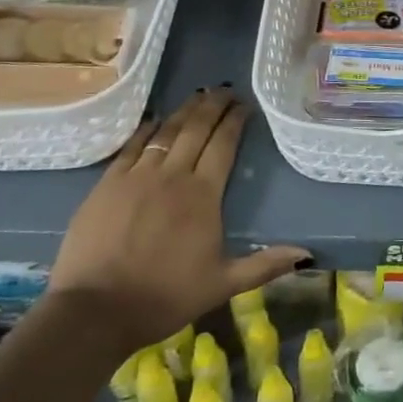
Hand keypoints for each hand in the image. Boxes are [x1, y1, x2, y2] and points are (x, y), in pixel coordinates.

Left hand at [46, 88, 309, 361]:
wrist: (94, 311)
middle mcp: (173, 175)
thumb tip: (307, 255)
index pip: (224, 144)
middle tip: (225, 90)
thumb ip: (265, 265)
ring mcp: (137, 176)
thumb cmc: (164, 297)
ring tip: (197, 96)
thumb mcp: (222, 285)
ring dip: (184, 110)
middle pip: (197, 128)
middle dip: (213, 105)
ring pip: (166, 131)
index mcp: (204, 195)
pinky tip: (155, 120)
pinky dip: (148, 129)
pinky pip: (132, 145)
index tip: (245, 105)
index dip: (235, 121)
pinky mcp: (107, 184)